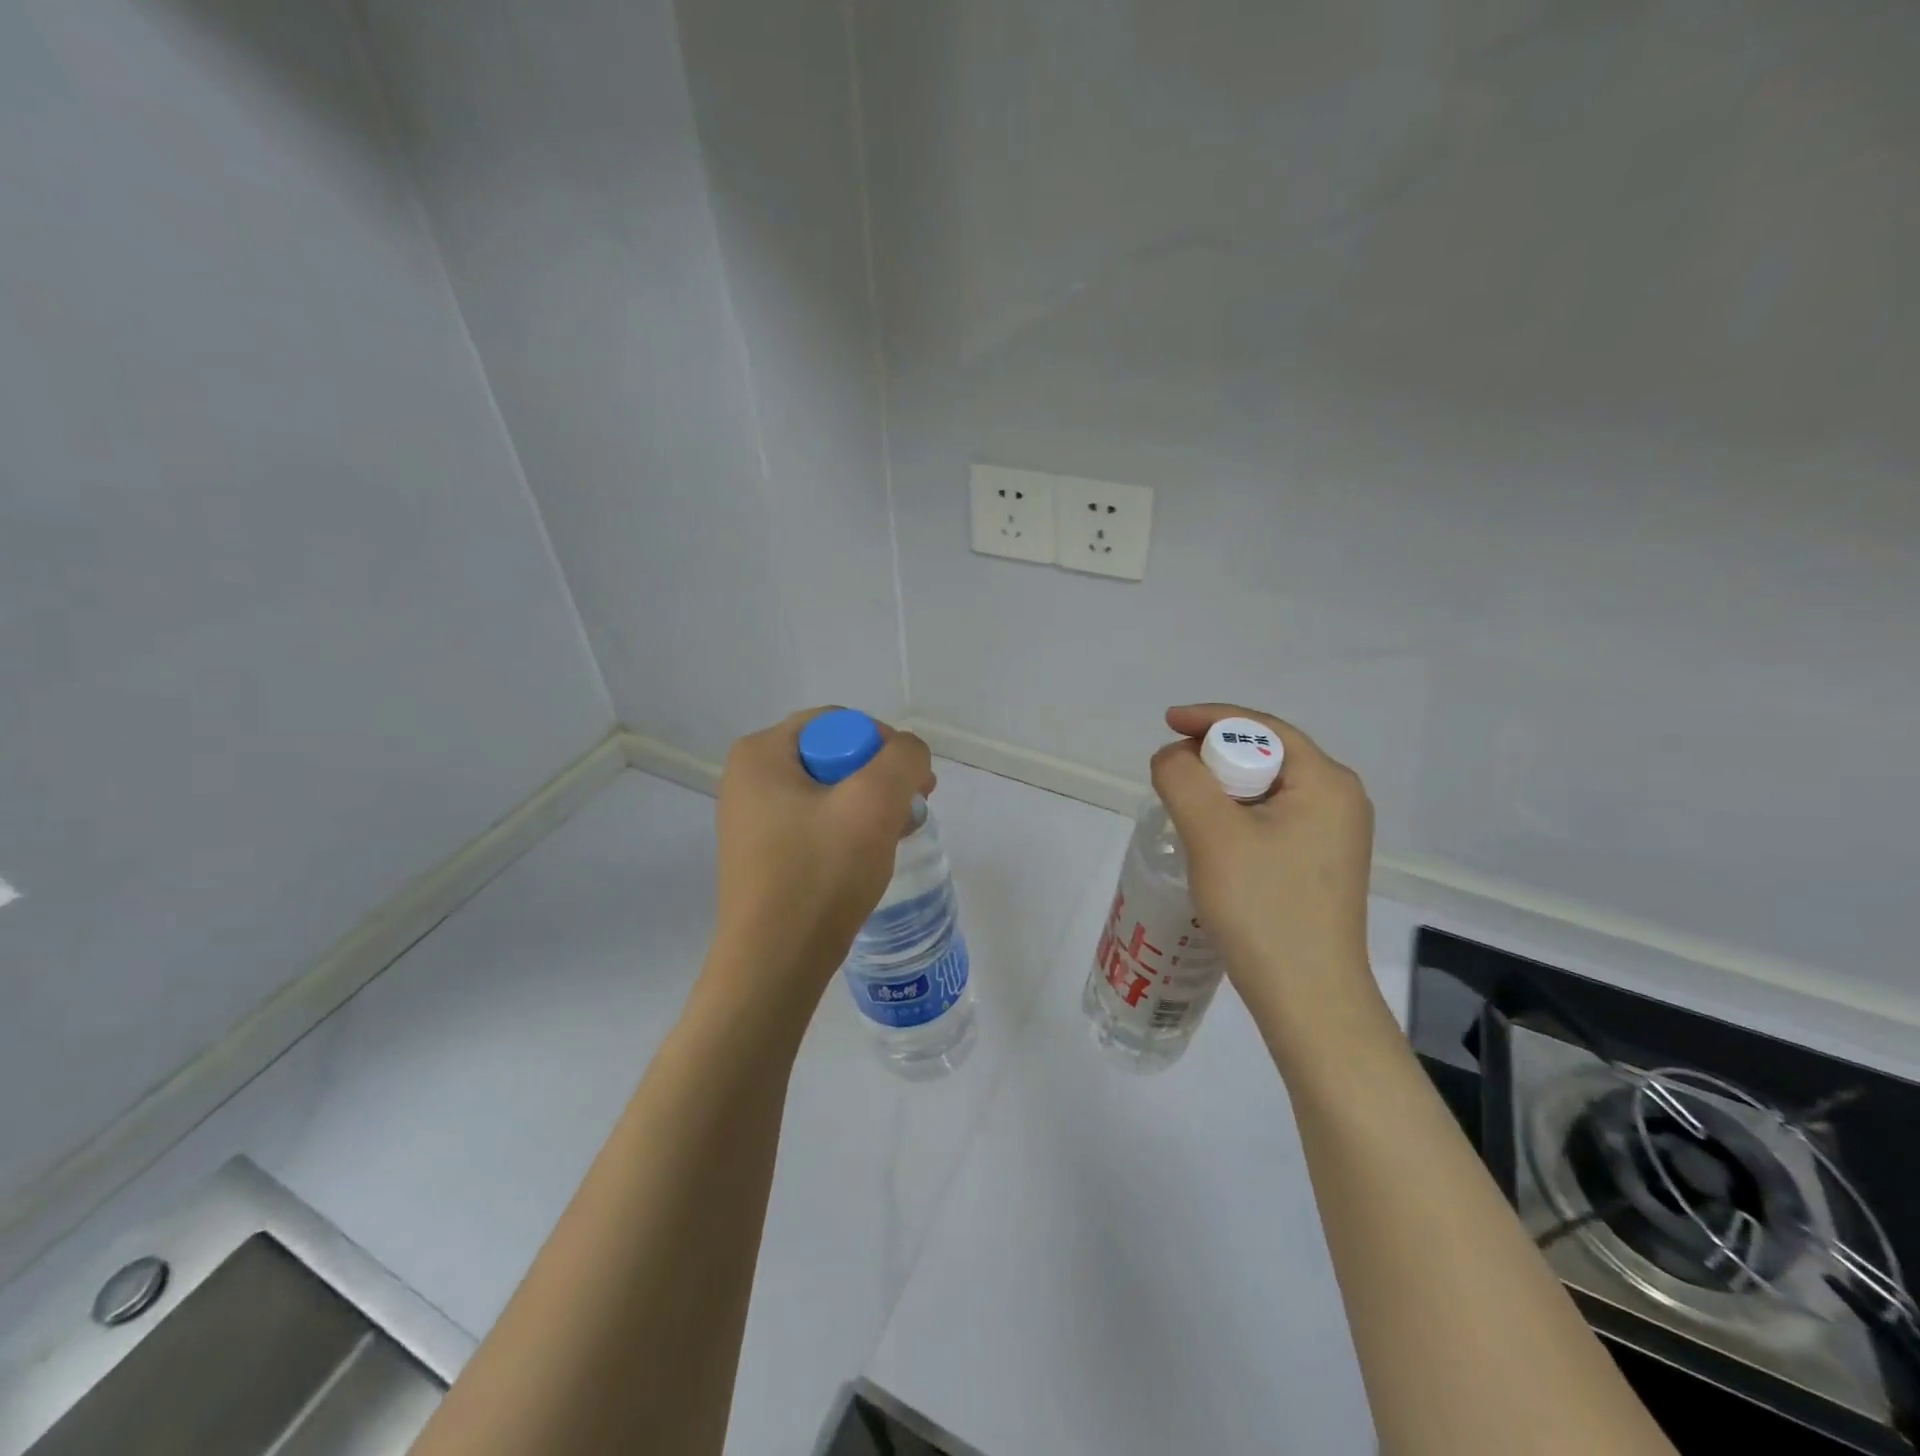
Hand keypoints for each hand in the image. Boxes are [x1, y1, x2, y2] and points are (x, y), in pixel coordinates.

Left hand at [707, 709, 934, 1009]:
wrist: (774, 964)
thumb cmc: (820, 874)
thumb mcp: (874, 802)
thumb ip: (904, 758)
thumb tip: (909, 756)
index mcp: (761, 754)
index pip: (839, 722)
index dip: (884, 746)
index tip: (913, 786)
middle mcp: (748, 779)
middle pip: (834, 756)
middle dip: (879, 780)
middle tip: (909, 811)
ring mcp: (751, 819)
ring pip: (829, 793)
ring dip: (869, 808)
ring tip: (893, 837)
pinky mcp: (763, 854)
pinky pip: (815, 824)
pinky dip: (847, 833)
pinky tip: (867, 859)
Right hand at [1151, 704, 1376, 1031]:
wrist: (1308, 998)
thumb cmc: (1263, 907)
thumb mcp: (1212, 833)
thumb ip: (1183, 778)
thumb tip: (1172, 757)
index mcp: (1326, 781)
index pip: (1261, 727)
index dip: (1208, 719)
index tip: (1165, 724)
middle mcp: (1339, 799)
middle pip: (1265, 754)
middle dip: (1214, 757)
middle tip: (1172, 775)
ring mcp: (1334, 835)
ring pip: (1265, 790)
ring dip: (1222, 790)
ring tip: (1184, 807)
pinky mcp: (1320, 864)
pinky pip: (1271, 819)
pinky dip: (1236, 817)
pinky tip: (1212, 840)